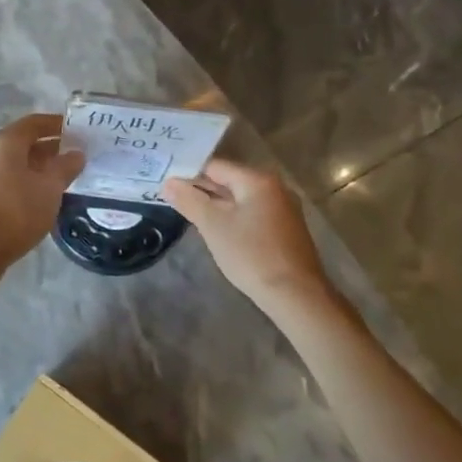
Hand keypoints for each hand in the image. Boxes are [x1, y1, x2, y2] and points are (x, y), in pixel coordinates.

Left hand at [0, 113, 84, 265]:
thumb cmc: (18, 208)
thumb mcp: (50, 187)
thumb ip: (65, 167)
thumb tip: (77, 154)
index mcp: (6, 142)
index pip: (35, 123)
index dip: (57, 124)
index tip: (78, 129)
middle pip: (25, 143)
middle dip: (51, 148)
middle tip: (77, 155)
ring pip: (18, 164)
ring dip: (41, 167)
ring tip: (66, 178)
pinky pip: (11, 181)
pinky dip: (30, 183)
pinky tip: (45, 197)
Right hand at [163, 158, 329, 310]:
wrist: (295, 295)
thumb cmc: (251, 255)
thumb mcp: (213, 226)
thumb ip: (189, 201)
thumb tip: (168, 183)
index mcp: (258, 181)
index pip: (215, 166)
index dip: (189, 173)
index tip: (166, 182)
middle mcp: (274, 188)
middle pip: (229, 181)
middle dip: (201, 189)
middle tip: (171, 196)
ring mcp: (283, 209)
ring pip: (240, 199)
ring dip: (215, 205)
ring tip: (188, 212)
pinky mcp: (285, 229)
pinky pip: (252, 213)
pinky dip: (232, 217)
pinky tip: (217, 229)